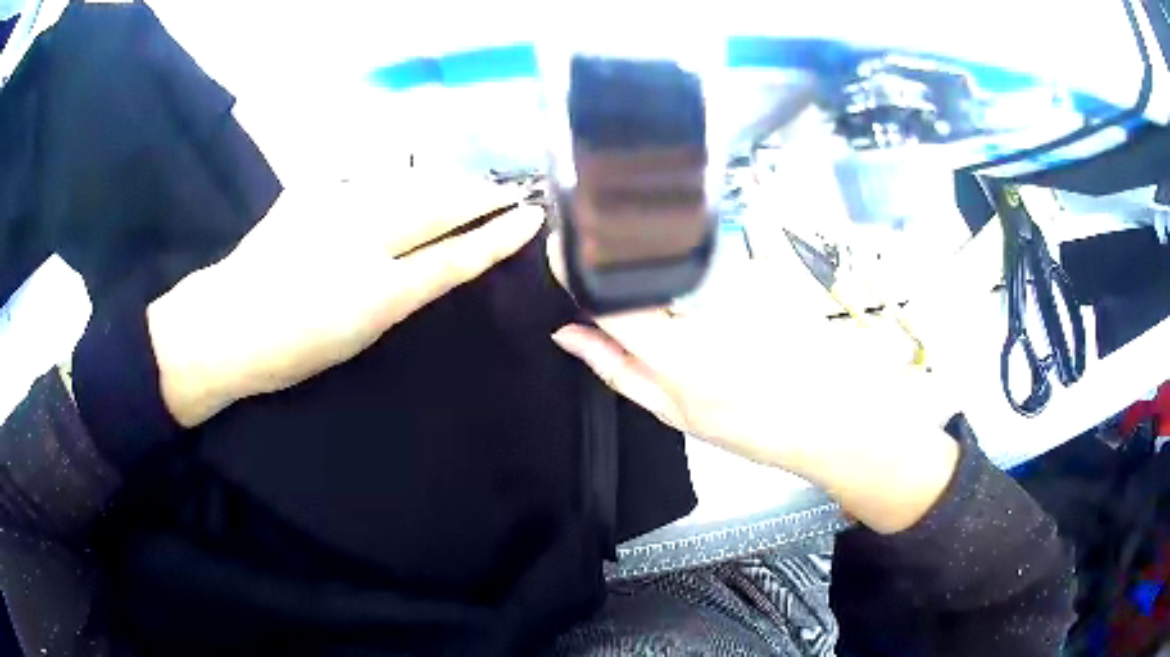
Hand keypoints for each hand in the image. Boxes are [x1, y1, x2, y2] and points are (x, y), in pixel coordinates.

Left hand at [147, 175, 541, 427]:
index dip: (497, 237)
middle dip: (479, 195)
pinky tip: (402, 178)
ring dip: (442, 180)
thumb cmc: (290, 350)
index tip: (532, 218)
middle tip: (509, 189)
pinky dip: (393, 177)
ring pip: (407, 183)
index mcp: (376, 294)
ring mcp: (333, 208)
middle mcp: (361, 241)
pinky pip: (366, 178)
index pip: (454, 258)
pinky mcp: (310, 191)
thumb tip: (433, 262)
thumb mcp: (357, 336)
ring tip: (466, 181)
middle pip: (437, 207)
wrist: (223, 326)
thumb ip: (398, 293)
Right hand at [546, 234, 959, 533]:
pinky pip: (698, 254)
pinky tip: (702, 290)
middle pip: (633, 260)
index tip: (559, 254)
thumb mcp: (672, 409)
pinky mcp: (751, 262)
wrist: (827, 410)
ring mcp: (729, 274)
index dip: (574, 270)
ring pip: (664, 253)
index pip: (605, 293)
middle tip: (608, 282)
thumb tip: (566, 333)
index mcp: (672, 348)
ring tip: (669, 299)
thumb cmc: (747, 422)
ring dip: (650, 264)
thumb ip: (615, 368)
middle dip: (611, 263)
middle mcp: (698, 301)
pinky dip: (686, 266)